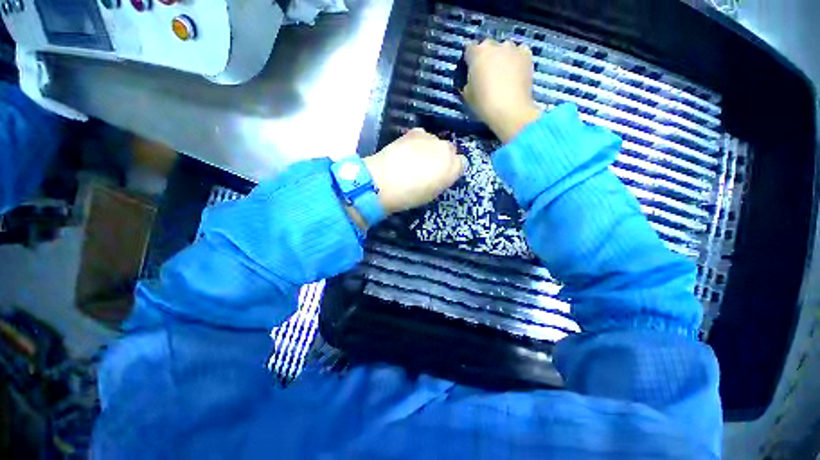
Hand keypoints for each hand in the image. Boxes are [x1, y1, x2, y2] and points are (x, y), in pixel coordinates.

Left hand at [364, 128, 465, 214]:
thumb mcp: (433, 193)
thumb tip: (440, 172)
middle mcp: (447, 150)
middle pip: (450, 149)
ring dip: (429, 148)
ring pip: (435, 141)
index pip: (461, 163)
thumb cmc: (410, 196)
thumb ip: (442, 179)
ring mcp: (431, 138)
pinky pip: (422, 135)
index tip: (442, 174)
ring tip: (414, 158)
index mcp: (453, 168)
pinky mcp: (415, 132)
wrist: (386, 182)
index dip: (451, 168)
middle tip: (428, 166)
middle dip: (442, 156)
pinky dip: (417, 141)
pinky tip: (407, 150)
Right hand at [463, 40, 541, 142]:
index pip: (469, 50)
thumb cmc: (484, 104)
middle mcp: (495, 45)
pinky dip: (516, 60)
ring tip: (503, 75)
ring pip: (504, 50)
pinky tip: (515, 73)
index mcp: (477, 54)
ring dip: (502, 58)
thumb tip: (471, 81)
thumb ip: (468, 83)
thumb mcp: (467, 96)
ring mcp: (513, 48)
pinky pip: (519, 53)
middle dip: (486, 58)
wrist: (510, 110)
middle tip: (487, 75)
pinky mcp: (527, 55)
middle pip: (488, 47)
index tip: (470, 72)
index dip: (469, 61)